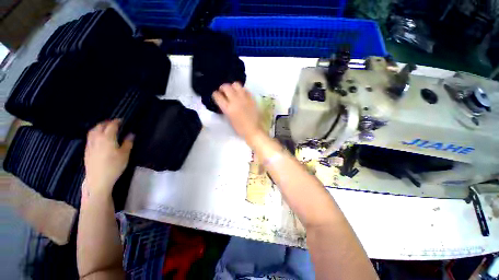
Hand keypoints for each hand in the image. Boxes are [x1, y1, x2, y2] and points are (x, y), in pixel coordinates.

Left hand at [83, 119, 133, 197]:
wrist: (98, 179)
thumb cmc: (114, 166)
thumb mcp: (125, 154)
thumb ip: (128, 143)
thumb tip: (131, 134)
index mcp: (107, 138)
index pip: (111, 126)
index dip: (117, 122)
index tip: (122, 120)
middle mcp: (97, 138)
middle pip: (100, 126)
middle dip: (107, 122)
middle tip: (114, 122)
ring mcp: (90, 144)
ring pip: (92, 131)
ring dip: (99, 126)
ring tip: (105, 127)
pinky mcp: (87, 150)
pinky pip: (90, 137)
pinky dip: (94, 133)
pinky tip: (98, 137)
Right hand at [213, 83, 262, 139]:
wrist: (253, 130)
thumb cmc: (239, 128)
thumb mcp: (229, 119)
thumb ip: (225, 108)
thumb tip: (223, 101)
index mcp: (228, 108)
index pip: (217, 96)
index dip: (215, 94)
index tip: (216, 95)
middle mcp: (235, 101)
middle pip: (226, 87)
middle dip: (222, 88)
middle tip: (223, 91)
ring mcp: (244, 98)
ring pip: (236, 84)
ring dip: (232, 87)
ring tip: (233, 91)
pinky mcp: (251, 98)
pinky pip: (245, 89)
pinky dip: (242, 90)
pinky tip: (242, 95)